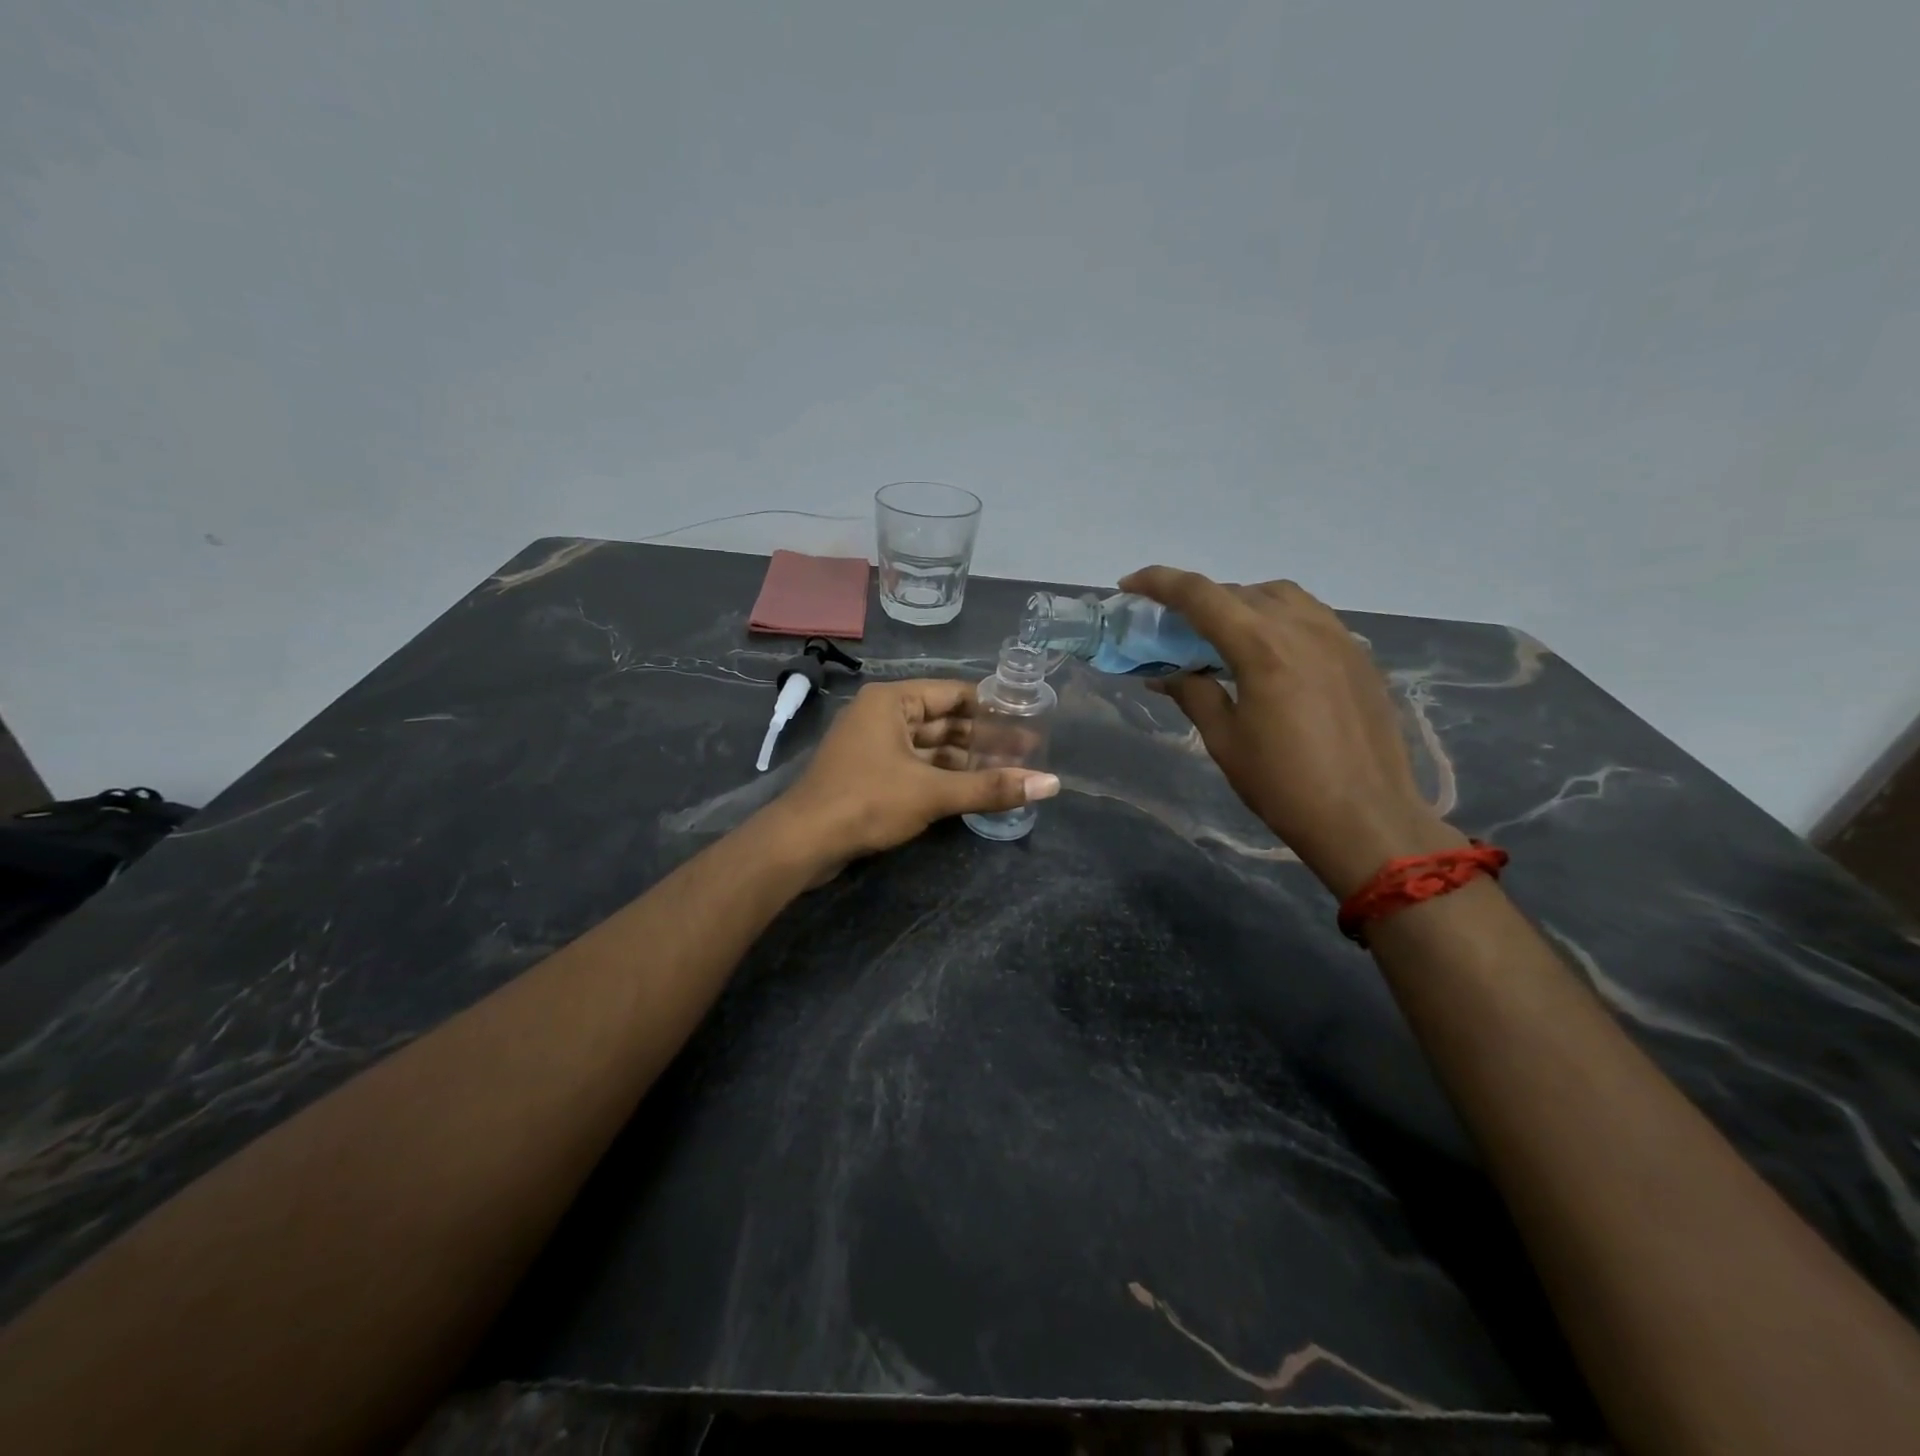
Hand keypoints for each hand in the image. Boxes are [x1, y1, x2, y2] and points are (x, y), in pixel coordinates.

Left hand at [771, 679, 1059, 875]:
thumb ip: (991, 787)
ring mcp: (873, 745)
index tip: (1028, 722)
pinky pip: (914, 765)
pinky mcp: (869, 773)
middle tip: (1026, 753)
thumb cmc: (867, 802)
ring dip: (964, 760)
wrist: (803, 842)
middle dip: (982, 738)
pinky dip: (942, 775)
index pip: (955, 694)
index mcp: (893, 701)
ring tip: (1007, 772)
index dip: (993, 709)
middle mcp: (882, 715)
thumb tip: (1051, 784)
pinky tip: (972, 789)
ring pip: (929, 747)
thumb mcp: (933, 793)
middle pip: (943, 720)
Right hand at [1120, 567, 1463, 896]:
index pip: (1200, 595)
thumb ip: (1194, 694)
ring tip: (1222, 634)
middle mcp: (1302, 627)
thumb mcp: (1225, 741)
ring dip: (1241, 602)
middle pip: (1239, 590)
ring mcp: (1338, 637)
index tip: (1130, 585)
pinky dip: (1278, 618)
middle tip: (1173, 626)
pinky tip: (1269, 652)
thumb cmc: (1284, 785)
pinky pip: (1310, 615)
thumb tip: (1165, 673)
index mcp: (1261, 646)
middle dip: (1199, 599)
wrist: (1368, 819)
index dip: (1159, 583)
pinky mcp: (1359, 655)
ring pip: (1280, 595)